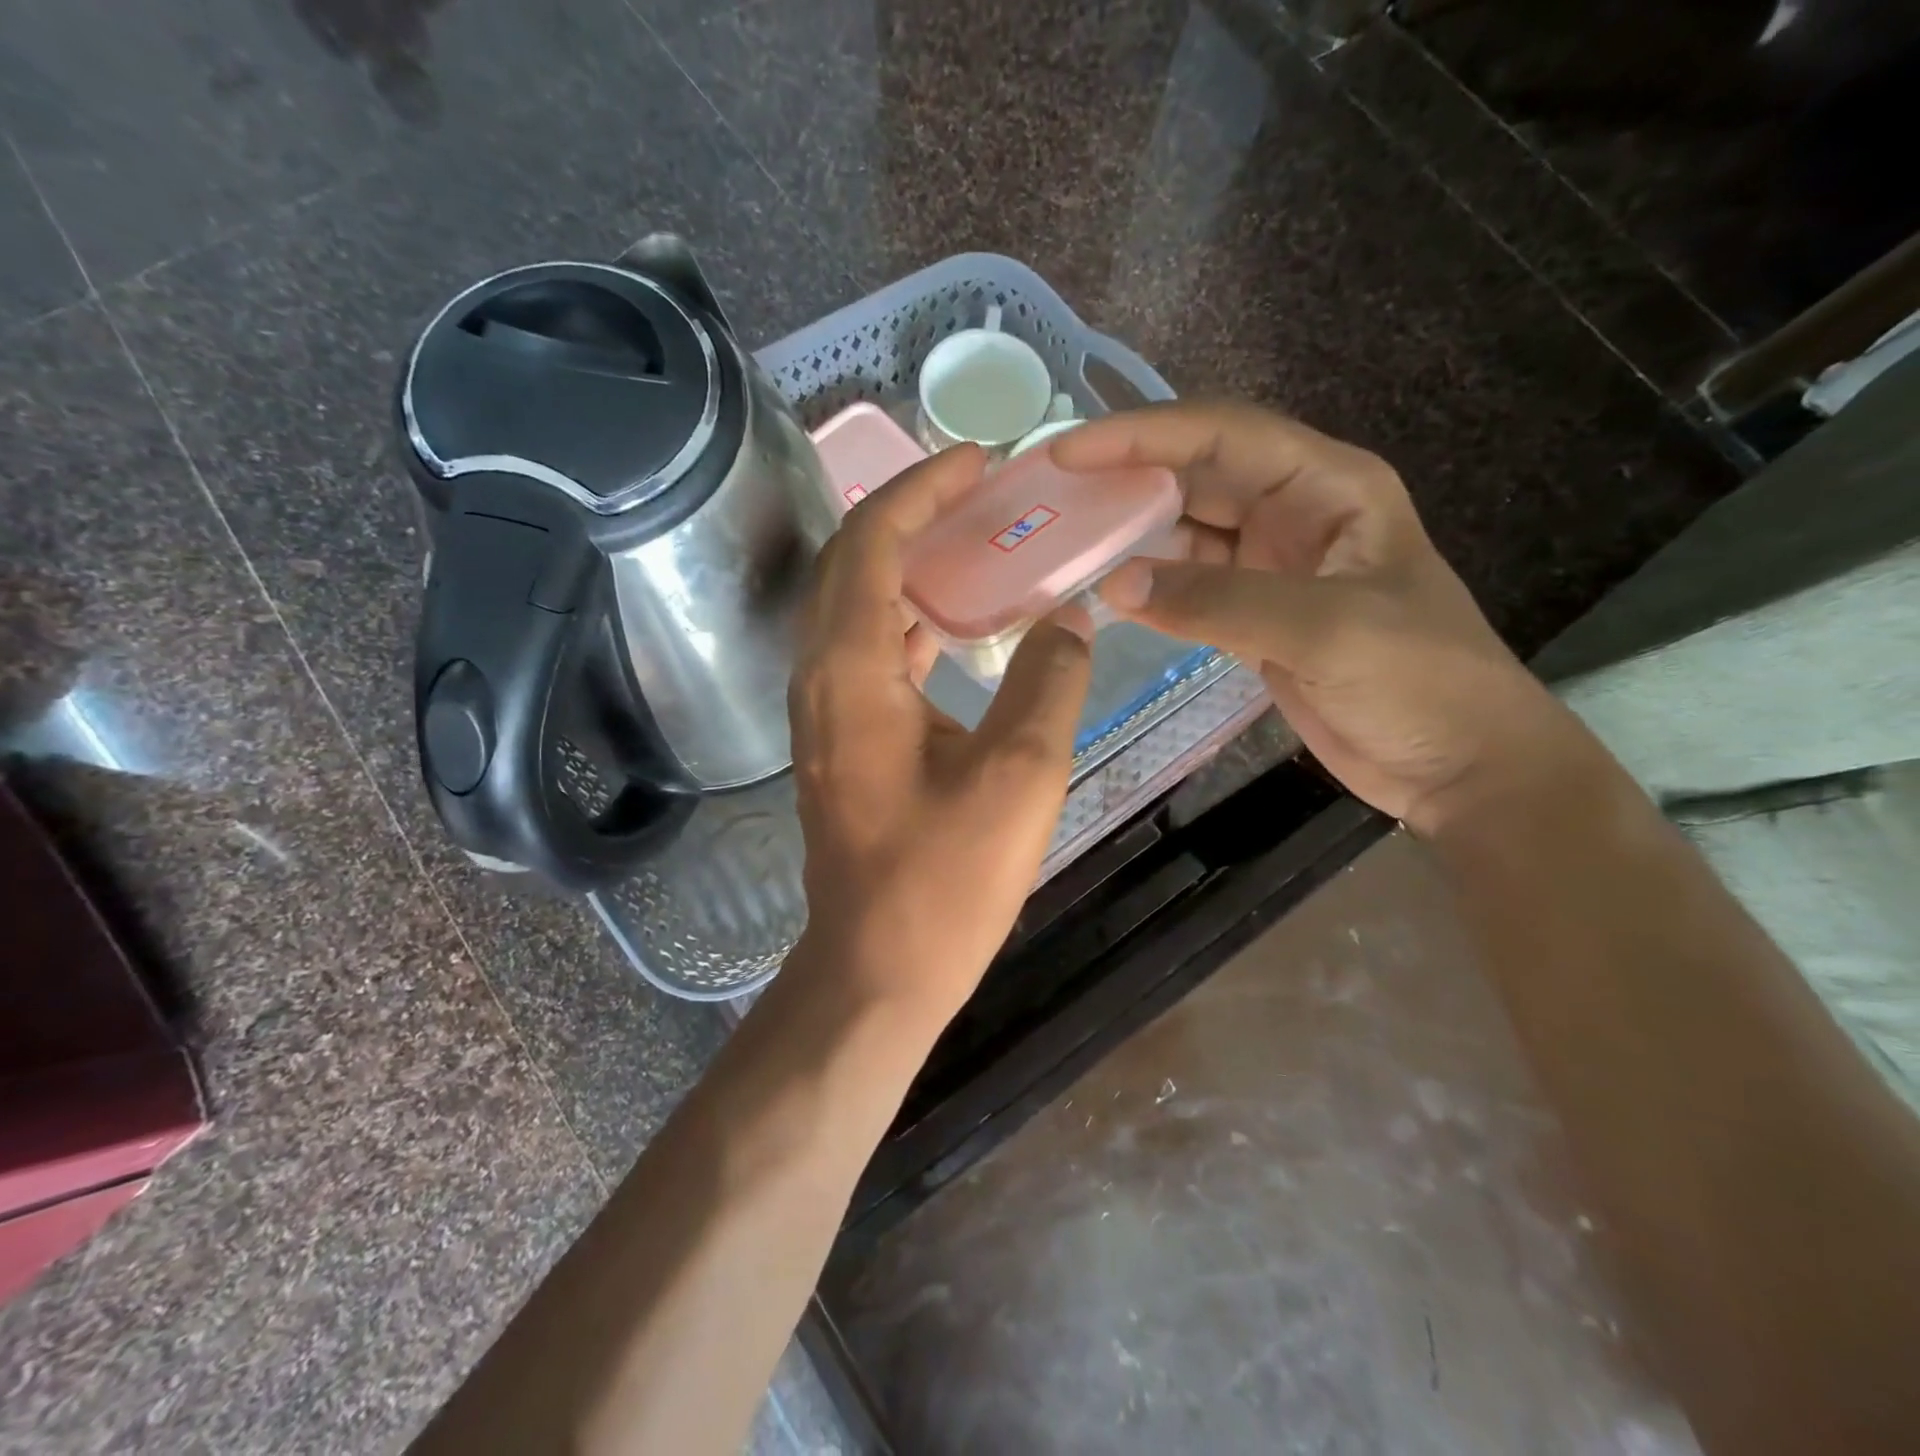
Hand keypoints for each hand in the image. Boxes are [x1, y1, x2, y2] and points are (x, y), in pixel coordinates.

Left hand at [787, 444, 1093, 1025]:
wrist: (878, 967)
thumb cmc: (946, 880)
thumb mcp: (1020, 774)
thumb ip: (1050, 680)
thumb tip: (1073, 619)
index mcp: (853, 671)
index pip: (872, 542)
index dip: (922, 489)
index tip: (978, 462)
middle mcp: (821, 678)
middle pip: (849, 562)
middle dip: (908, 512)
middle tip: (976, 493)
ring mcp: (823, 712)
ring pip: (851, 605)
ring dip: (901, 562)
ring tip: (968, 542)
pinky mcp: (839, 741)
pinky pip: (863, 651)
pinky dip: (903, 618)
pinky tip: (950, 623)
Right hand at [1053, 402, 1575, 836]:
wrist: (1457, 763)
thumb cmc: (1417, 682)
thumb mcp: (1323, 629)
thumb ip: (1217, 601)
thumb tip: (1116, 583)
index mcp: (1328, 486)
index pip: (1221, 436)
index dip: (1141, 435)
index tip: (1068, 451)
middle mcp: (1297, 512)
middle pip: (1197, 474)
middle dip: (1126, 475)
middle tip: (1052, 491)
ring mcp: (1274, 565)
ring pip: (1188, 528)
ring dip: (1133, 530)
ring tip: (1065, 535)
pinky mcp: (1257, 614)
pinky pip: (1190, 582)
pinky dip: (1150, 584)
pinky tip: (1107, 589)